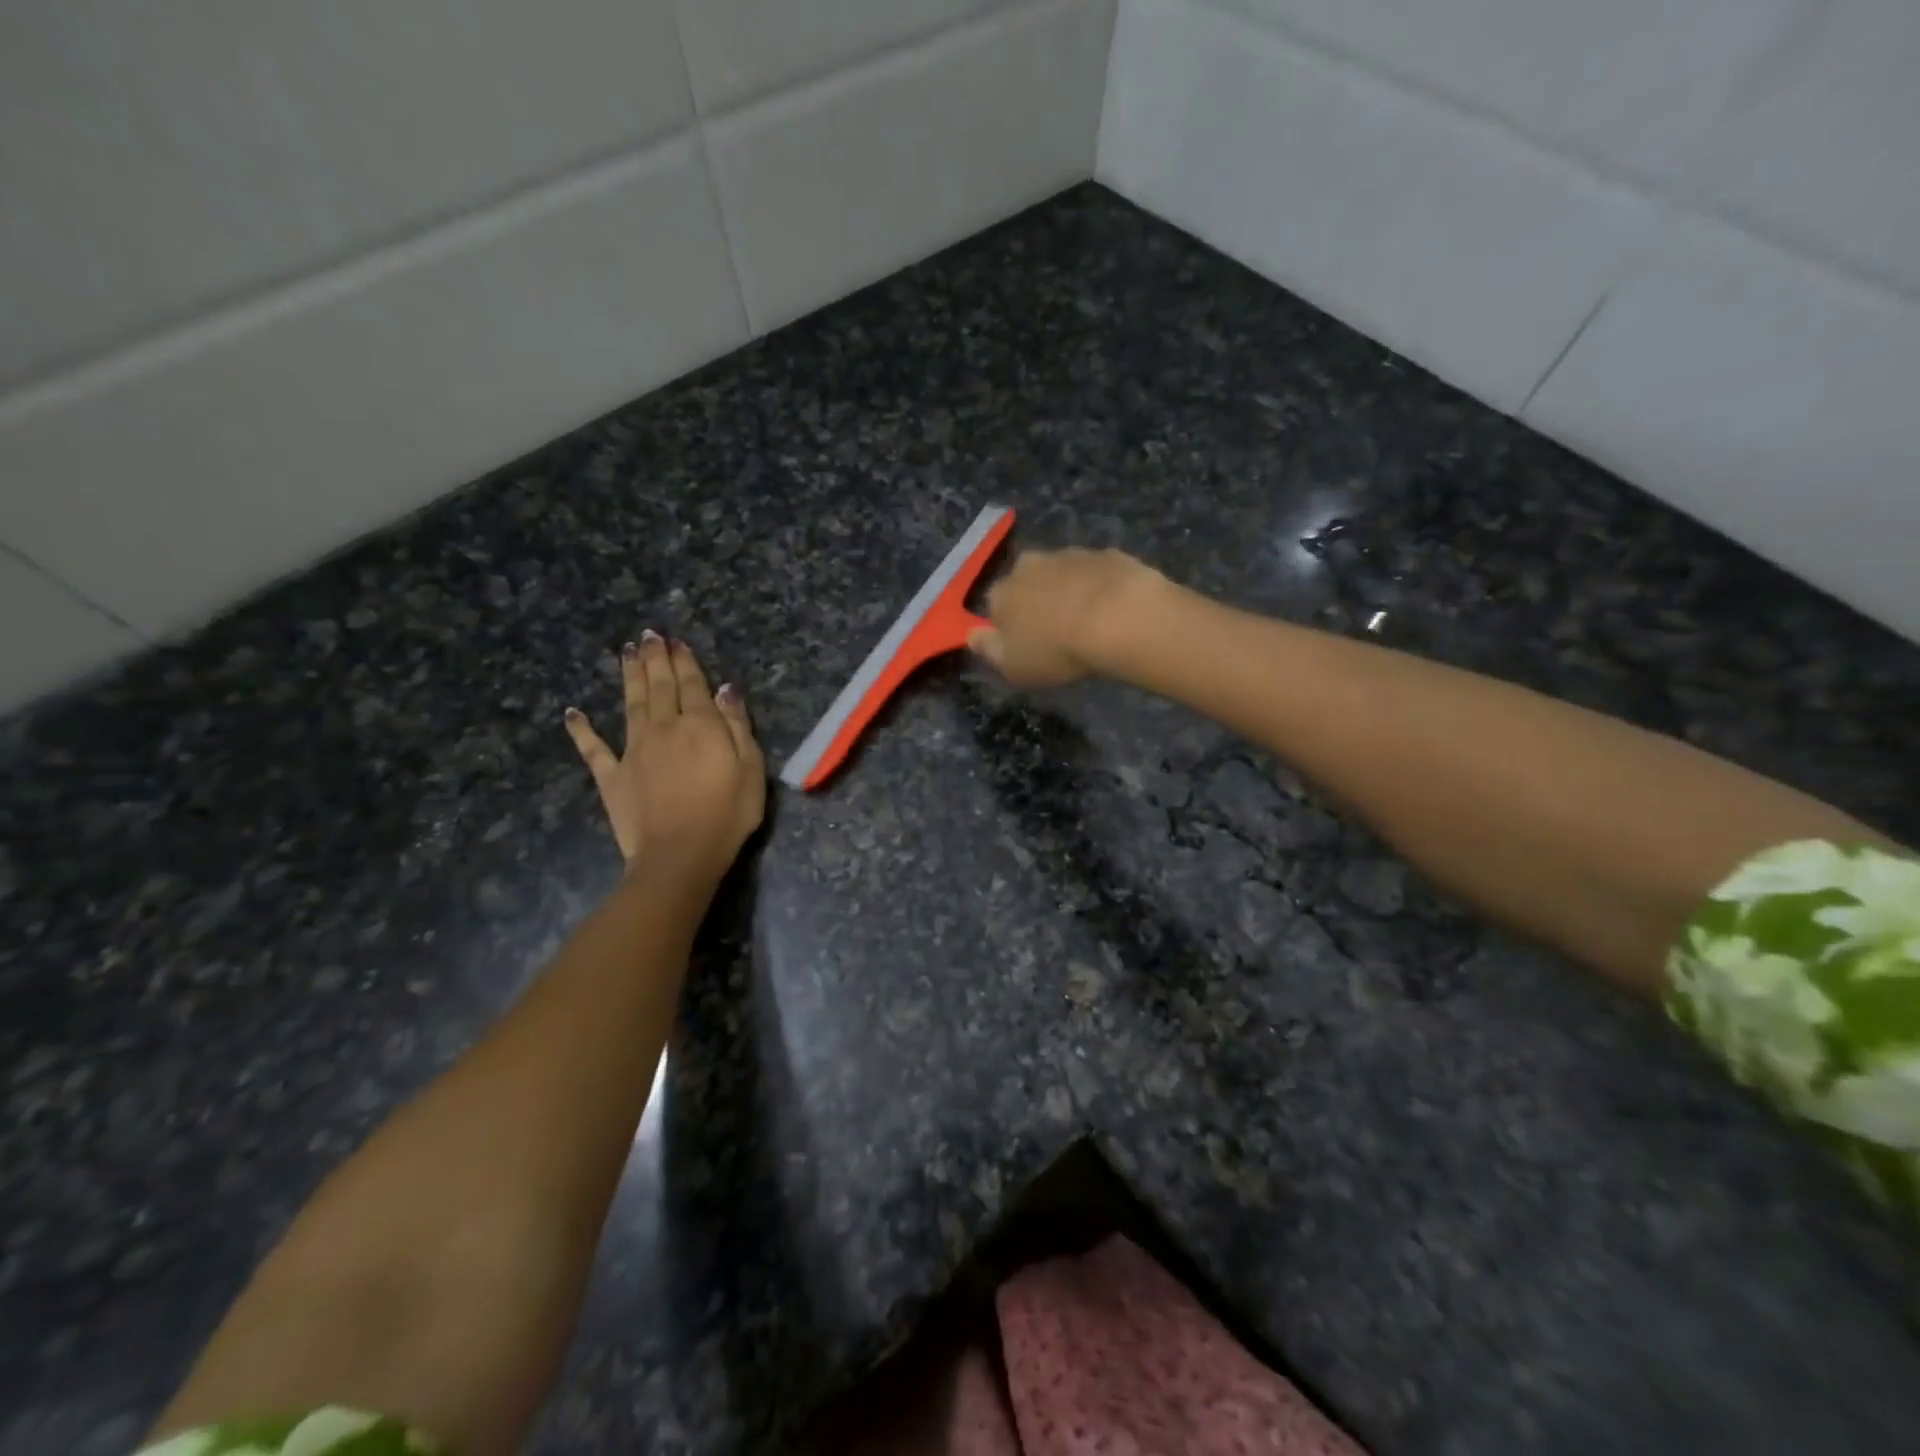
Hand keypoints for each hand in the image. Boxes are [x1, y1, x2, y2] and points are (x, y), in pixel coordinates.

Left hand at [564, 632, 765, 882]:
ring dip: (628, 676)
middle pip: (659, 686)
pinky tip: (573, 713)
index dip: (684, 661)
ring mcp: (633, 750)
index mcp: (700, 725)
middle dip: (655, 659)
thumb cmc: (727, 814)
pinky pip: (593, 748)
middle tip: (648, 636)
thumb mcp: (751, 768)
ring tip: (625, 652)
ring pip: (630, 704)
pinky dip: (582, 729)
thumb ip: (738, 726)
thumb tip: (725, 689)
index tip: (676, 640)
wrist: (680, 855)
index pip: (692, 684)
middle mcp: (663, 728)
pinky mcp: (612, 776)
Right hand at [968, 548, 1163, 687]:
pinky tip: (1113, 607)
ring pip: (1061, 573)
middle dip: (1036, 599)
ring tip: (1088, 619)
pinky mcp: (1105, 554)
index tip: (1024, 642)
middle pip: (1026, 582)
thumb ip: (988, 649)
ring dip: (1068, 590)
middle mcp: (1029, 565)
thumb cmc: (1056, 650)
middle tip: (1056, 628)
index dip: (1007, 623)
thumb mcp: (1013, 666)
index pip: (994, 604)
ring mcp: (1069, 555)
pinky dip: (1099, 585)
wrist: (1117, 618)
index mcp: (1002, 593)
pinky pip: (1095, 571)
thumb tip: (971, 634)